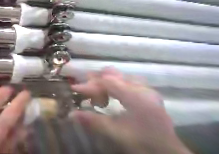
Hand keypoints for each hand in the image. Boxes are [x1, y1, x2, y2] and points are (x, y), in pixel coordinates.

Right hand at [70, 68, 191, 153]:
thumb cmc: (143, 143)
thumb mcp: (116, 133)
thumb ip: (93, 121)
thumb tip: (71, 114)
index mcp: (136, 96)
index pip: (106, 82)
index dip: (88, 85)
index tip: (74, 89)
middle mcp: (142, 88)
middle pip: (112, 75)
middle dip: (95, 81)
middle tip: (84, 90)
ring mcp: (146, 90)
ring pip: (119, 77)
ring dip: (104, 83)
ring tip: (96, 94)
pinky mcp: (147, 94)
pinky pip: (125, 82)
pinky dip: (113, 86)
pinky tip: (110, 97)